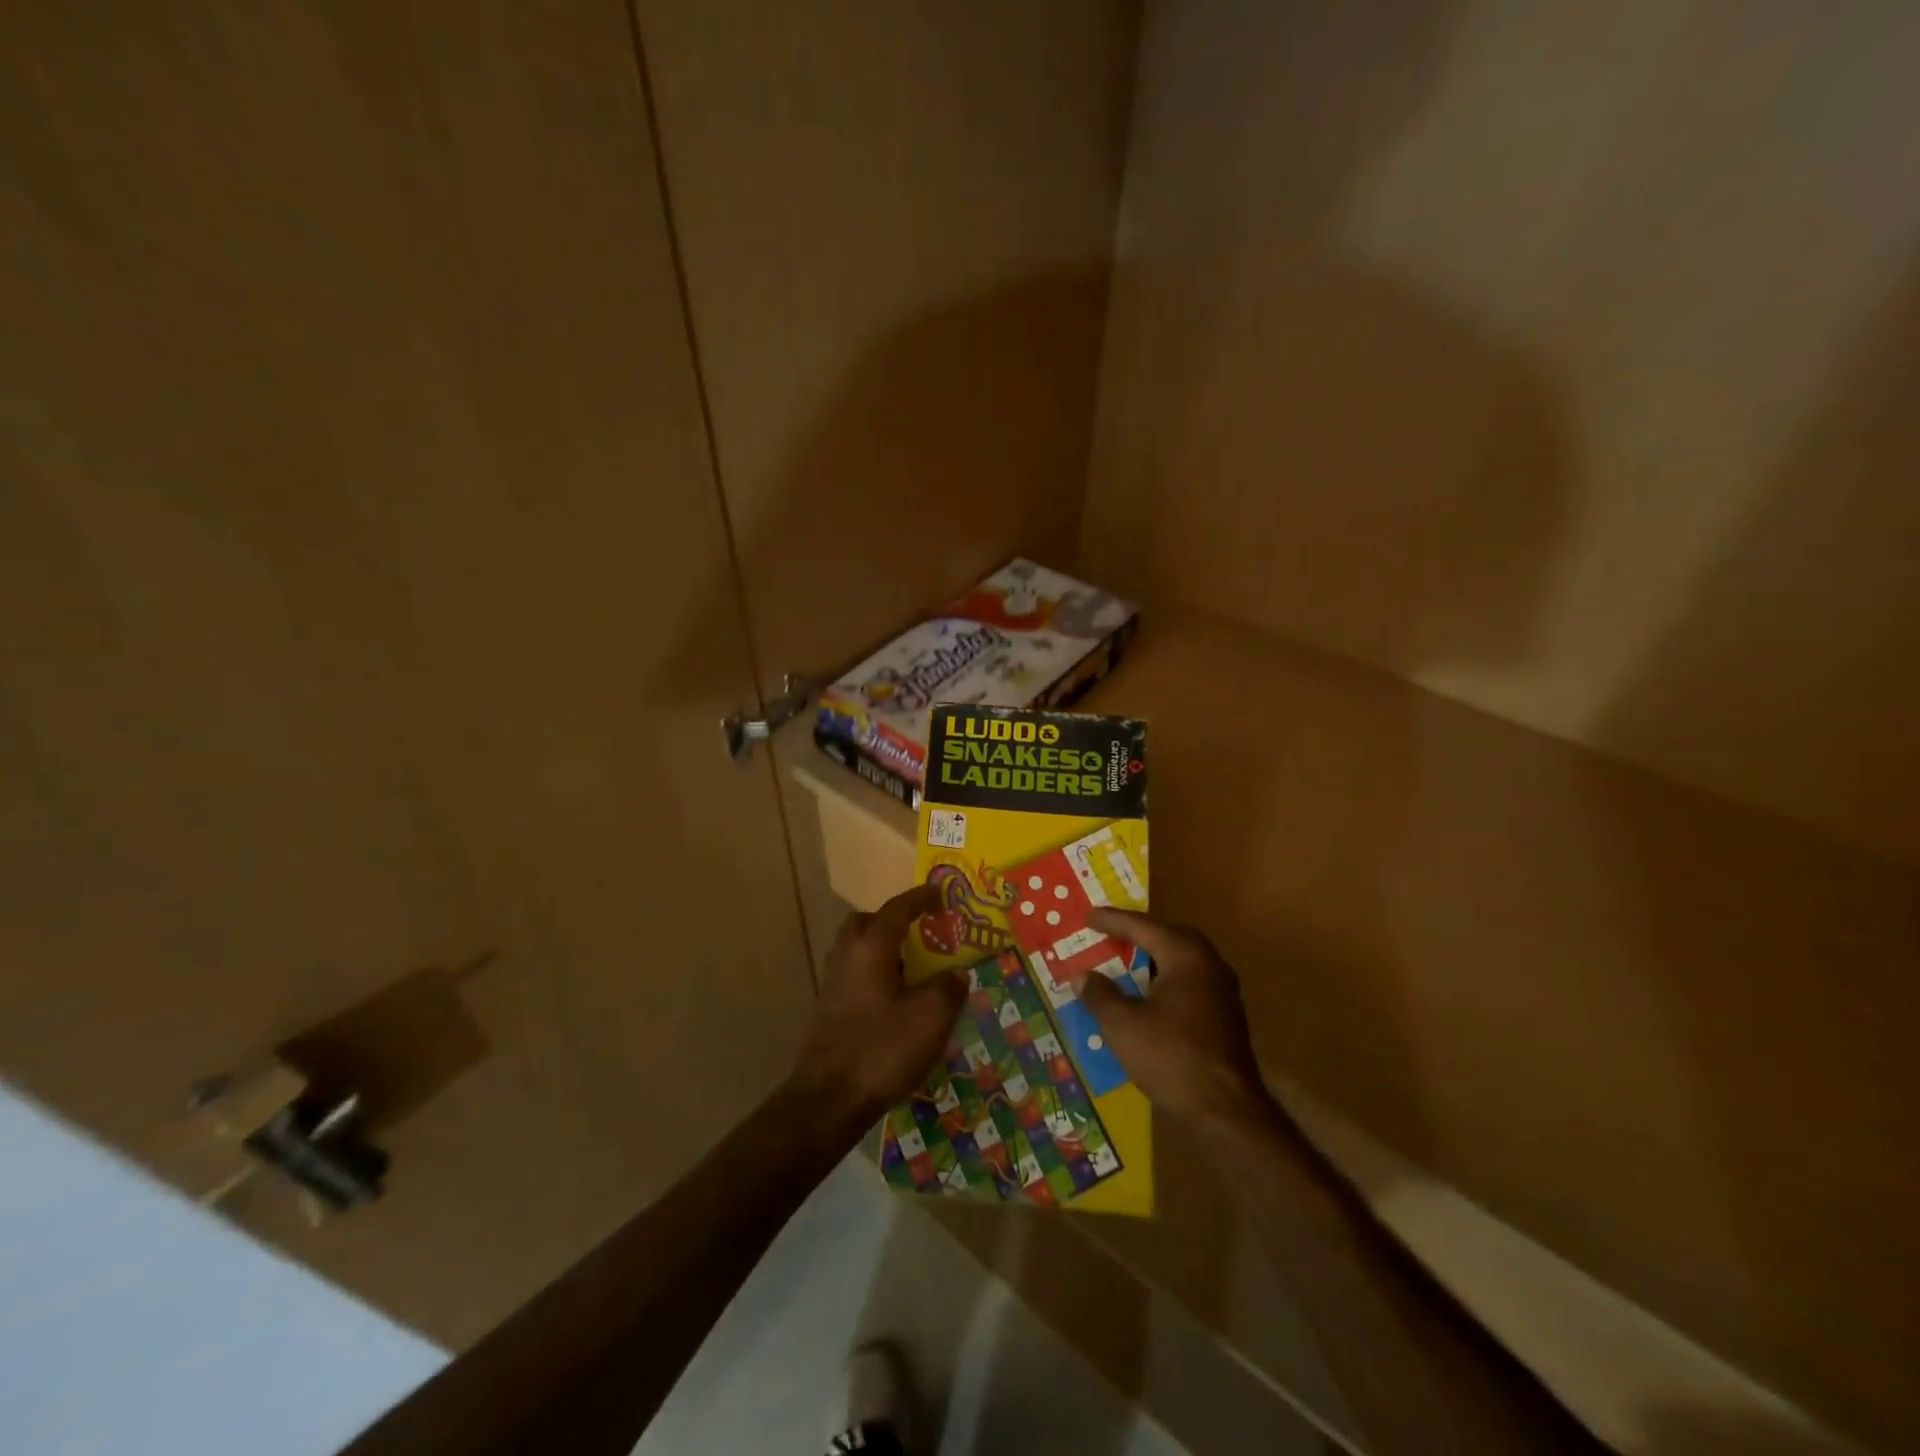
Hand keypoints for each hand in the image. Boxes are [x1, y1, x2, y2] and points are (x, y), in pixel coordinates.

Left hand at [790, 883, 966, 1127]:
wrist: (827, 1100)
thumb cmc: (881, 1049)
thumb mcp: (930, 1018)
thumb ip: (948, 989)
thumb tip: (956, 974)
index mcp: (870, 947)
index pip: (897, 908)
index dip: (921, 897)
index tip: (941, 892)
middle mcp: (847, 956)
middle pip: (868, 924)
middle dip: (895, 921)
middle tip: (922, 932)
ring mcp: (834, 984)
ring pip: (860, 951)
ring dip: (886, 951)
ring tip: (916, 969)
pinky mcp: (830, 1010)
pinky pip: (857, 976)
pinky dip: (879, 975)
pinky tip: (899, 1002)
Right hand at [1072, 909, 1274, 1133]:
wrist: (1228, 1112)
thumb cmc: (1172, 1058)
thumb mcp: (1123, 1025)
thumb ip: (1099, 995)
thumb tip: (1080, 975)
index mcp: (1185, 956)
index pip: (1143, 926)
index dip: (1112, 920)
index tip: (1088, 915)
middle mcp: (1209, 964)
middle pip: (1168, 936)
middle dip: (1137, 933)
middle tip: (1108, 932)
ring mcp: (1222, 990)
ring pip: (1181, 960)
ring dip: (1152, 957)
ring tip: (1125, 960)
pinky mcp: (1226, 1015)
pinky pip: (1189, 981)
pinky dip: (1165, 978)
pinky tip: (1149, 995)